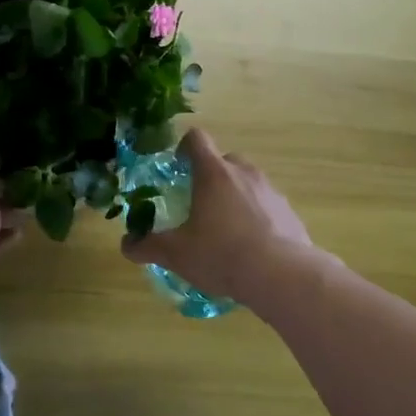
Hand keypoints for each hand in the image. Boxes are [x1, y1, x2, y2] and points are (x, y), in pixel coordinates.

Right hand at [121, 129, 313, 302]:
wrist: (282, 275)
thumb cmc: (222, 254)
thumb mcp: (176, 254)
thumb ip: (148, 246)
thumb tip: (127, 245)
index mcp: (214, 173)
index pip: (196, 139)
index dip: (183, 148)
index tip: (177, 169)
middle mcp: (244, 172)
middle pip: (224, 160)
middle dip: (210, 177)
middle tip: (198, 205)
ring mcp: (271, 190)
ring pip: (247, 182)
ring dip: (234, 197)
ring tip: (225, 230)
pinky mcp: (289, 211)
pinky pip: (267, 205)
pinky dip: (256, 217)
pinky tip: (250, 247)